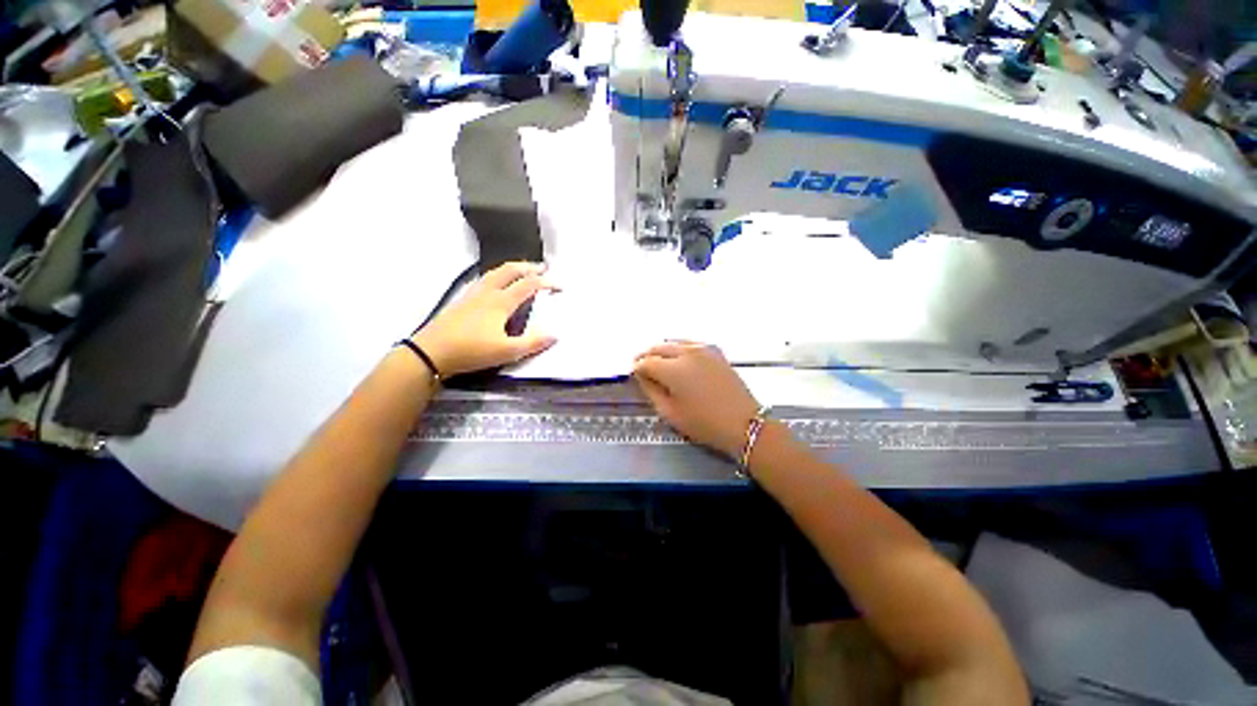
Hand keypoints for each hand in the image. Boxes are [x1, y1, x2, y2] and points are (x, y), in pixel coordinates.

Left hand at [412, 262, 556, 375]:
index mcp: (501, 302)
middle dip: (528, 267)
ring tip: (521, 270)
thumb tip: (555, 335)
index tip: (559, 285)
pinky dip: (496, 276)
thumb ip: (533, 343)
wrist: (430, 352)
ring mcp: (472, 295)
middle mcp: (487, 293)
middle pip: (509, 271)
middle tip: (542, 267)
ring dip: (511, 268)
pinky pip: (483, 280)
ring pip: (494, 273)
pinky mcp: (461, 301)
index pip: (528, 285)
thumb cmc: (472, 351)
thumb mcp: (507, 351)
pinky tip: (494, 284)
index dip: (546, 282)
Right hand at [633, 342, 760, 457]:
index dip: (636, 368)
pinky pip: (689, 344)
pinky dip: (678, 348)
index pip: (646, 362)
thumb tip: (642, 376)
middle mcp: (687, 352)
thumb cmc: (704, 424)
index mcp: (674, 369)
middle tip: (641, 367)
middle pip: (658, 347)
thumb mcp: (670, 413)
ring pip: (674, 342)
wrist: (744, 423)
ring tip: (657, 363)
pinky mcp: (715, 351)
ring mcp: (703, 349)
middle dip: (646, 356)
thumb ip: (651, 391)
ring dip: (662, 350)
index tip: (633, 374)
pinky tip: (678, 360)